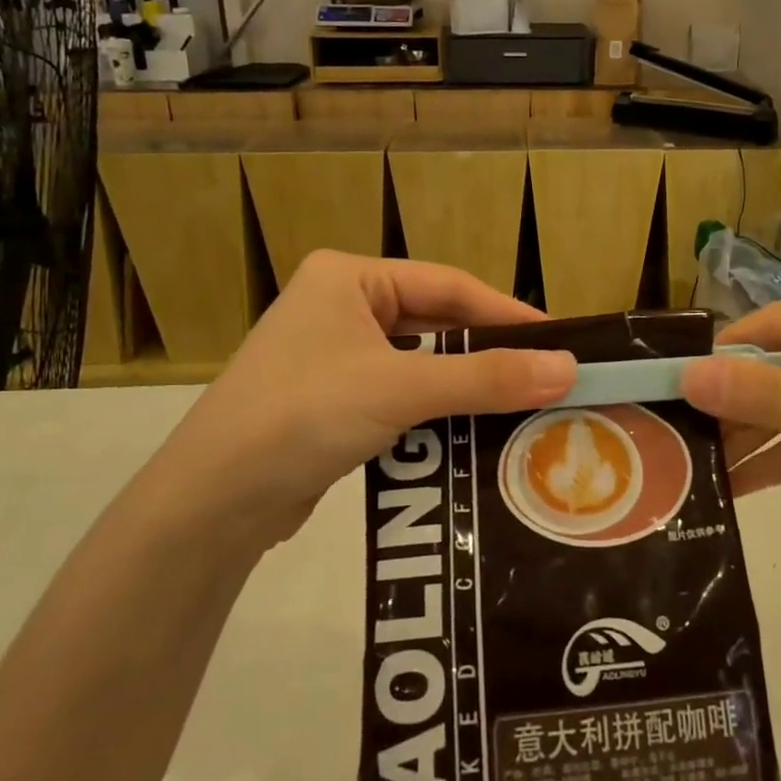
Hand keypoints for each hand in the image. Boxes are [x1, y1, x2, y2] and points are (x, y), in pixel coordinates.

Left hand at [151, 252, 575, 542]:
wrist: (210, 503)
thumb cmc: (303, 415)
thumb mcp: (401, 388)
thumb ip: (486, 377)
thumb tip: (569, 368)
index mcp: (350, 277)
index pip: (448, 285)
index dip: (507, 312)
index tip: (558, 341)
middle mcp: (341, 306)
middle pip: (435, 324)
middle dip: (487, 354)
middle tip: (546, 377)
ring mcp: (333, 355)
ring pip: (419, 363)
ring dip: (464, 387)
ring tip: (522, 407)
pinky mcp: (331, 401)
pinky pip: (400, 395)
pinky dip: (435, 411)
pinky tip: (472, 433)